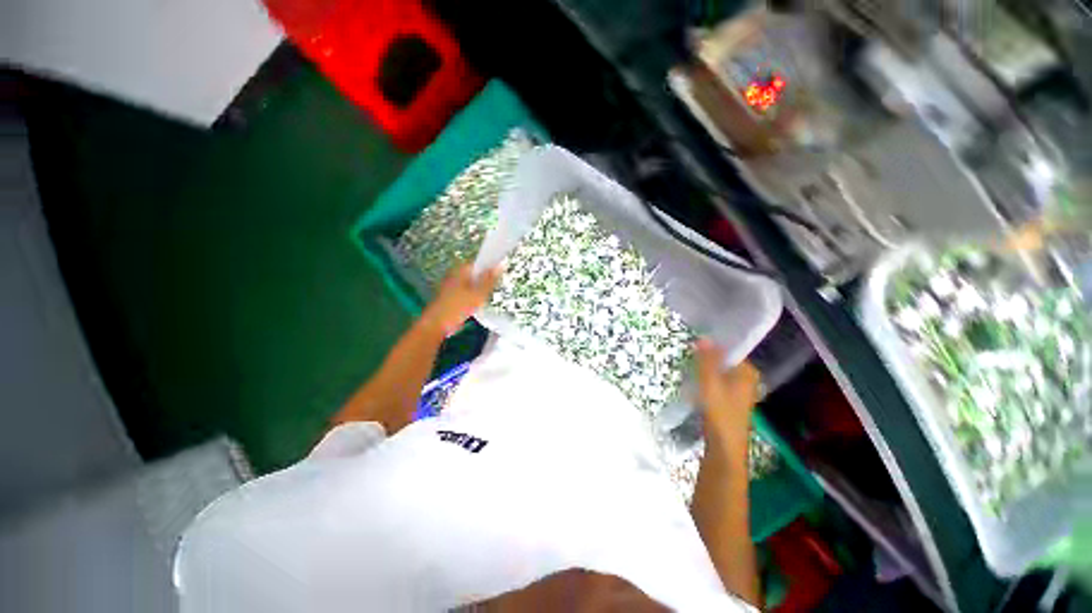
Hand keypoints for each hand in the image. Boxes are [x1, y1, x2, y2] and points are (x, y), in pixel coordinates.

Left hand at [421, 264, 502, 336]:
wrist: (436, 324)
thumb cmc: (457, 307)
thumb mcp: (478, 293)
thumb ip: (490, 280)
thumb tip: (501, 265)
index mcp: (461, 270)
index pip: (480, 262)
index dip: (491, 267)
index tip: (502, 274)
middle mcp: (456, 275)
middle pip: (476, 273)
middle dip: (487, 279)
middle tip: (497, 287)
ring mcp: (453, 286)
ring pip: (473, 284)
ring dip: (481, 290)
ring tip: (488, 297)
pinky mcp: (452, 297)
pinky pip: (468, 293)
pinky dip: (475, 297)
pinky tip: (479, 305)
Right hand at [696, 339, 760, 448]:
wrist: (724, 448)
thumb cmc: (720, 413)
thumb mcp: (710, 383)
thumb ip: (707, 360)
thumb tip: (704, 337)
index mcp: (748, 372)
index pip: (730, 350)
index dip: (713, 346)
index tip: (695, 343)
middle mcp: (747, 379)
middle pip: (724, 361)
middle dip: (706, 358)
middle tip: (688, 356)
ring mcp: (739, 391)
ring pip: (719, 373)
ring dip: (704, 370)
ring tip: (688, 368)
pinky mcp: (730, 401)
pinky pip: (717, 383)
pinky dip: (706, 381)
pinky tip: (694, 384)